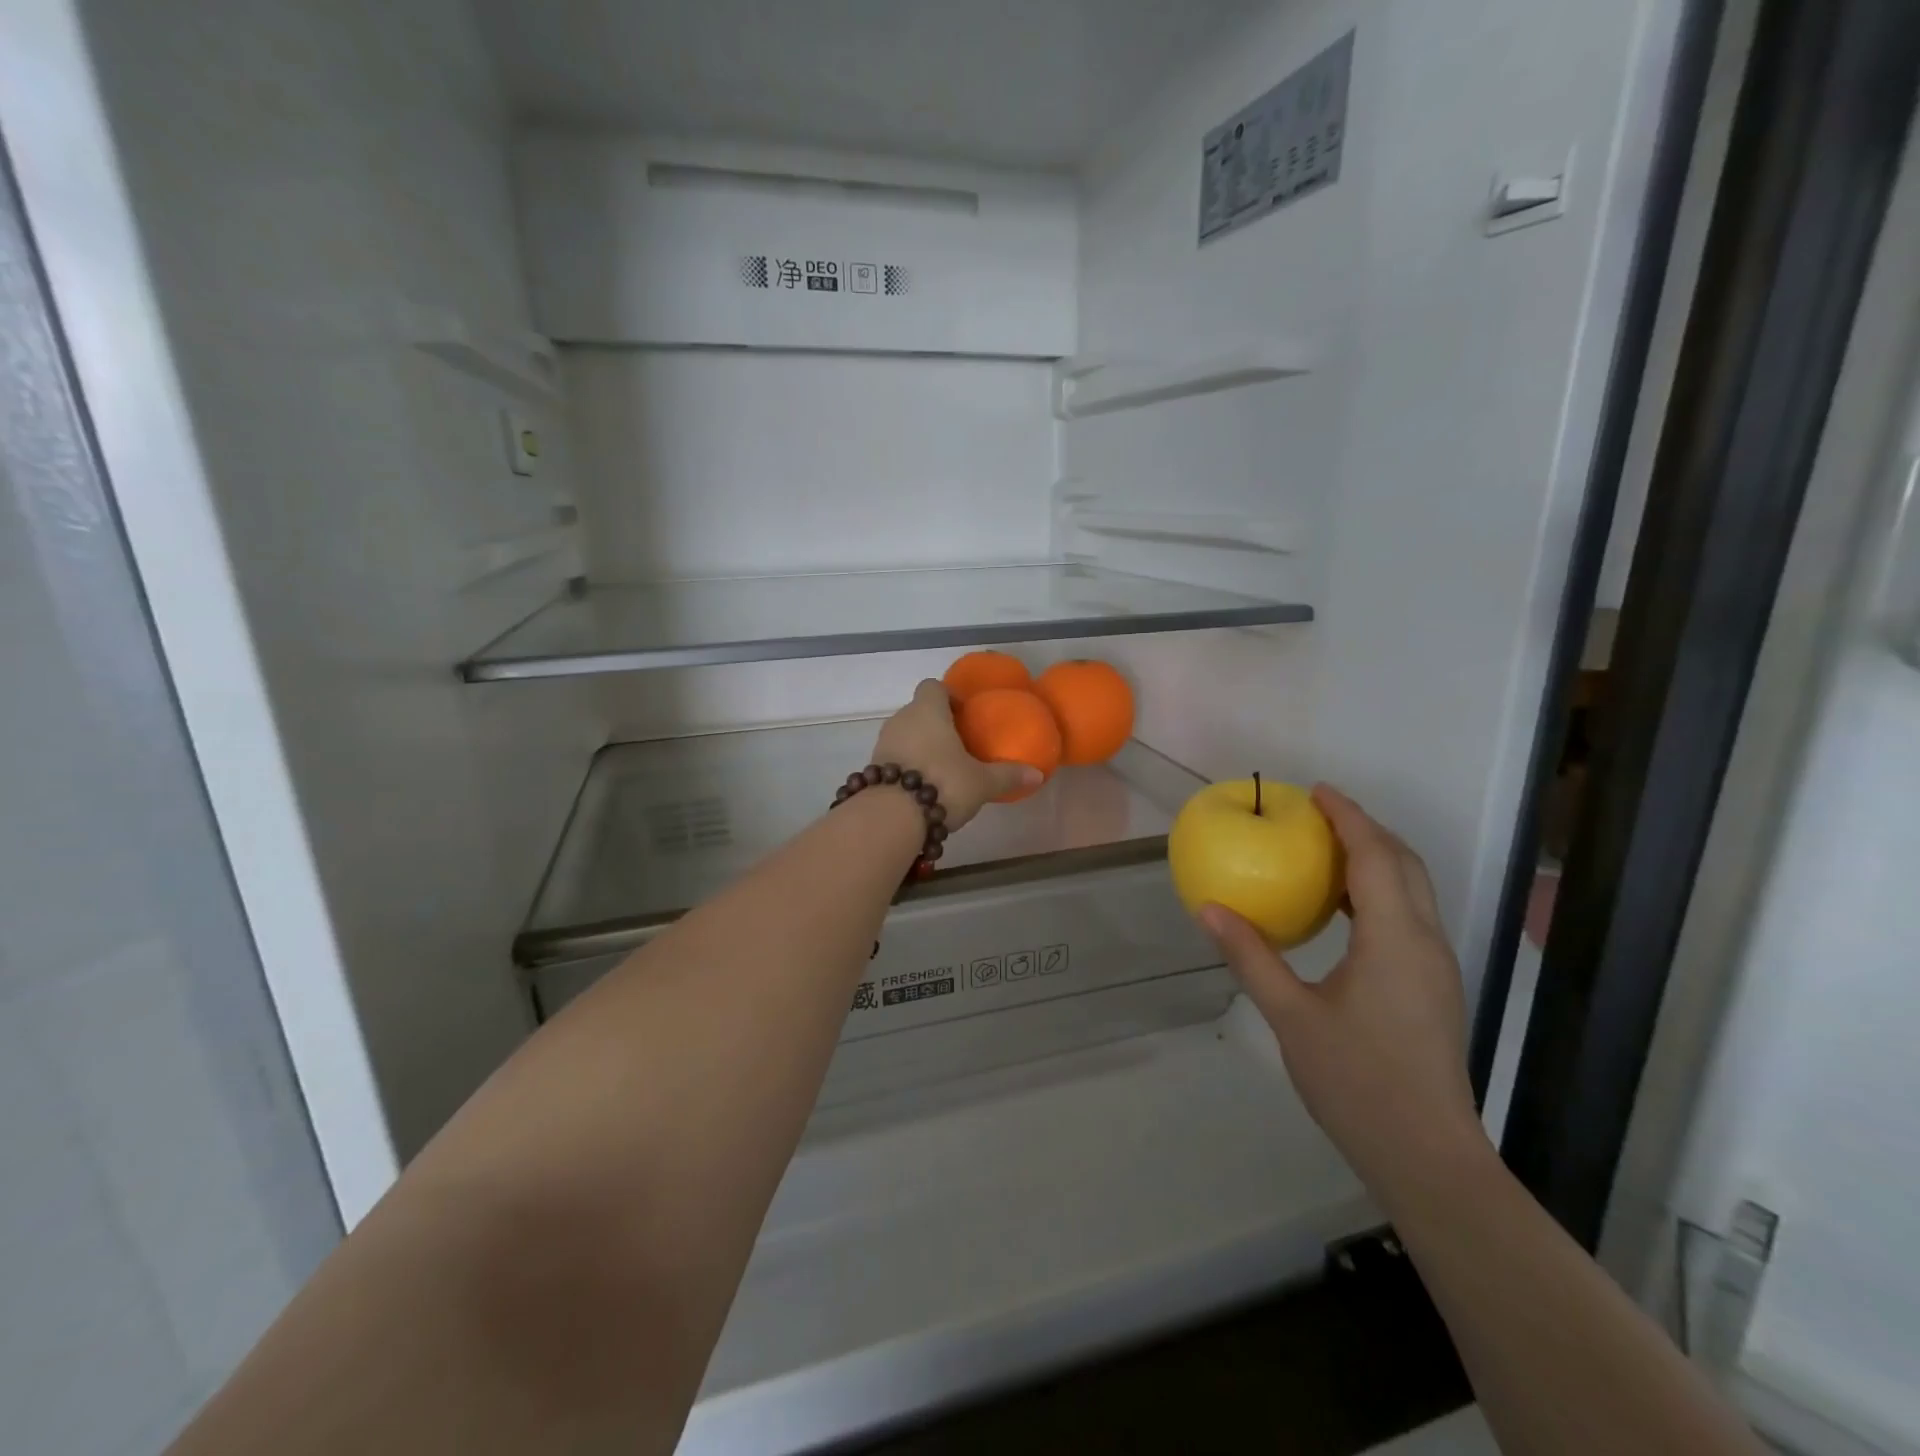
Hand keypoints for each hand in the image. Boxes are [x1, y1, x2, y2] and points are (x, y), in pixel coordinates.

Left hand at [871, 681, 1040, 829]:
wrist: (891, 817)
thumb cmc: (942, 784)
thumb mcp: (981, 782)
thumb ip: (1008, 775)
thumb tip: (1037, 774)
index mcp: (928, 711)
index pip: (933, 687)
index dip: (948, 696)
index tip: (964, 715)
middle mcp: (901, 720)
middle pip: (918, 711)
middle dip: (936, 724)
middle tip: (959, 745)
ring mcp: (882, 744)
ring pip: (904, 735)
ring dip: (920, 746)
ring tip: (943, 768)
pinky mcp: (873, 768)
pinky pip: (894, 758)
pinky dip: (907, 766)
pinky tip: (923, 787)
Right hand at [1197, 785, 1488, 1192]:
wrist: (1427, 1156)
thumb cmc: (1357, 1082)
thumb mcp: (1291, 1016)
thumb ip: (1251, 956)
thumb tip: (1208, 908)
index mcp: (1394, 939)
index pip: (1375, 857)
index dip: (1348, 817)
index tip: (1317, 792)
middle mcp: (1424, 942)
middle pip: (1404, 864)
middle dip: (1366, 830)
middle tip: (1318, 815)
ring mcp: (1435, 966)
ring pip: (1413, 890)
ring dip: (1375, 859)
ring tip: (1325, 852)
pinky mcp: (1433, 987)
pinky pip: (1409, 916)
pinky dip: (1378, 891)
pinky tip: (1340, 911)